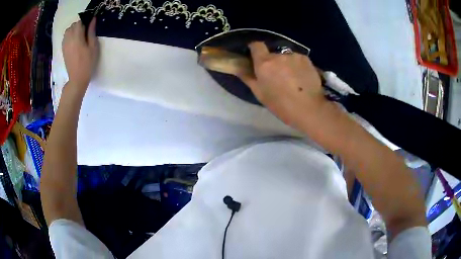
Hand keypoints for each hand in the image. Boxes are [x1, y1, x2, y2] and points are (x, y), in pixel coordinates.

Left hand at [62, 18, 98, 87]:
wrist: (77, 79)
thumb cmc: (87, 63)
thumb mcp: (93, 46)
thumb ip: (91, 32)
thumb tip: (93, 19)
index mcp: (77, 37)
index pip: (79, 22)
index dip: (85, 22)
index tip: (89, 28)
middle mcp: (69, 39)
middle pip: (73, 25)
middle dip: (79, 26)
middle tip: (85, 33)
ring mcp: (65, 45)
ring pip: (67, 31)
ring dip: (73, 30)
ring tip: (79, 37)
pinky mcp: (63, 50)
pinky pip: (65, 38)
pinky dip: (69, 36)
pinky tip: (74, 42)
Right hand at [238, 42, 326, 128]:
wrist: (309, 109)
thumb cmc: (281, 105)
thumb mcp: (260, 94)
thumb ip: (248, 78)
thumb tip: (239, 68)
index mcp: (264, 63)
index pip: (256, 45)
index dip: (255, 49)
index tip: (256, 57)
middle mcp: (278, 55)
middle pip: (272, 54)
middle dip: (272, 62)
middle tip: (277, 76)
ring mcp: (294, 56)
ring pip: (286, 57)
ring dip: (286, 64)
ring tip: (292, 79)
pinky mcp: (306, 59)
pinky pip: (297, 59)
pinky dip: (297, 65)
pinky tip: (301, 78)